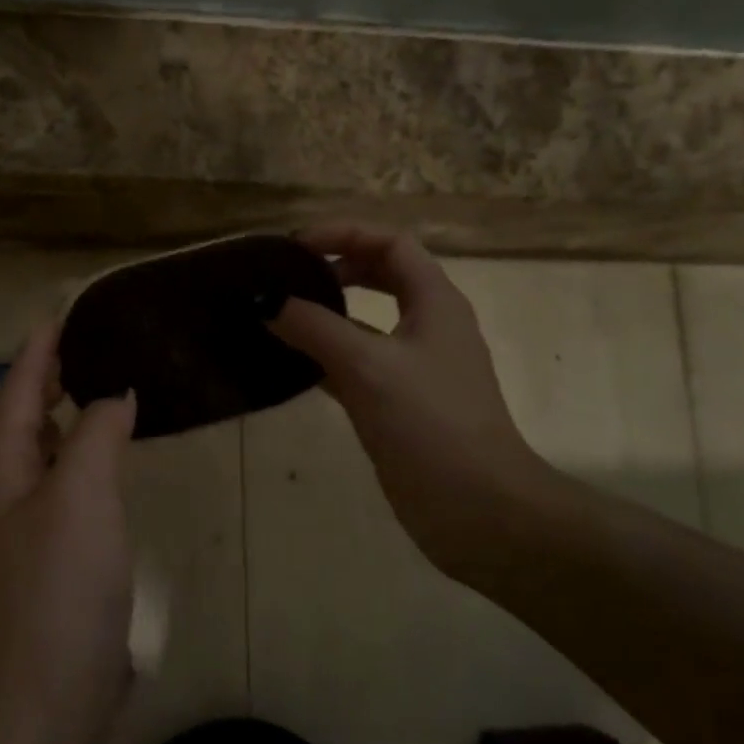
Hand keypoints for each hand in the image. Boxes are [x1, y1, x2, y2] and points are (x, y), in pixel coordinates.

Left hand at [0, 320, 137, 743]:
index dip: (37, 352)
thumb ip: (96, 437)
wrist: (43, 715)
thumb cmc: (57, 594)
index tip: (60, 313)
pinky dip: (71, 472)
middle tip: (73, 368)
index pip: (12, 394)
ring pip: (22, 465)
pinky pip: (51, 500)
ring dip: (49, 430)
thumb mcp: (81, 499)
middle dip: (27, 391)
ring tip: (92, 410)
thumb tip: (114, 394)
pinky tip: (102, 481)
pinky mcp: (43, 574)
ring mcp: (16, 543)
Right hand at [268, 221, 552, 576]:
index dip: (344, 233)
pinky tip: (290, 365)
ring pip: (366, 322)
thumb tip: (265, 302)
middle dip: (335, 267)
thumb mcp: (367, 366)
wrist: (478, 510)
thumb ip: (314, 328)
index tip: (295, 246)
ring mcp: (414, 367)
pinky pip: (356, 364)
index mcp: (435, 302)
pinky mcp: (399, 403)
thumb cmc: (430, 424)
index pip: (390, 244)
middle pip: (381, 275)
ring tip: (279, 315)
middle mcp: (428, 326)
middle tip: (286, 276)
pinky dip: (325, 357)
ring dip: (327, 313)